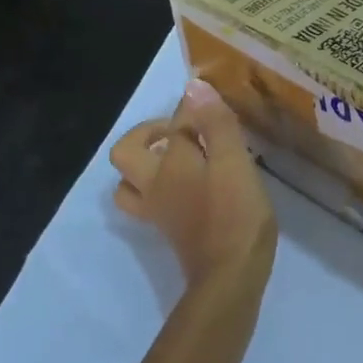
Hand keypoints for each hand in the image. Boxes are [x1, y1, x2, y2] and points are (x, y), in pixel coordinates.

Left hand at [109, 80, 276, 286]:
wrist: (230, 276)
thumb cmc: (235, 215)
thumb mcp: (234, 163)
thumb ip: (215, 124)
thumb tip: (194, 86)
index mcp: (171, 163)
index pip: (174, 123)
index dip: (192, 108)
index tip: (213, 104)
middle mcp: (154, 184)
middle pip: (127, 152)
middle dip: (146, 134)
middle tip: (179, 132)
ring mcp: (158, 211)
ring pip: (130, 182)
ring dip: (145, 165)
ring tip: (176, 158)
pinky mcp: (170, 231)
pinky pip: (148, 203)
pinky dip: (158, 189)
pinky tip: (188, 187)